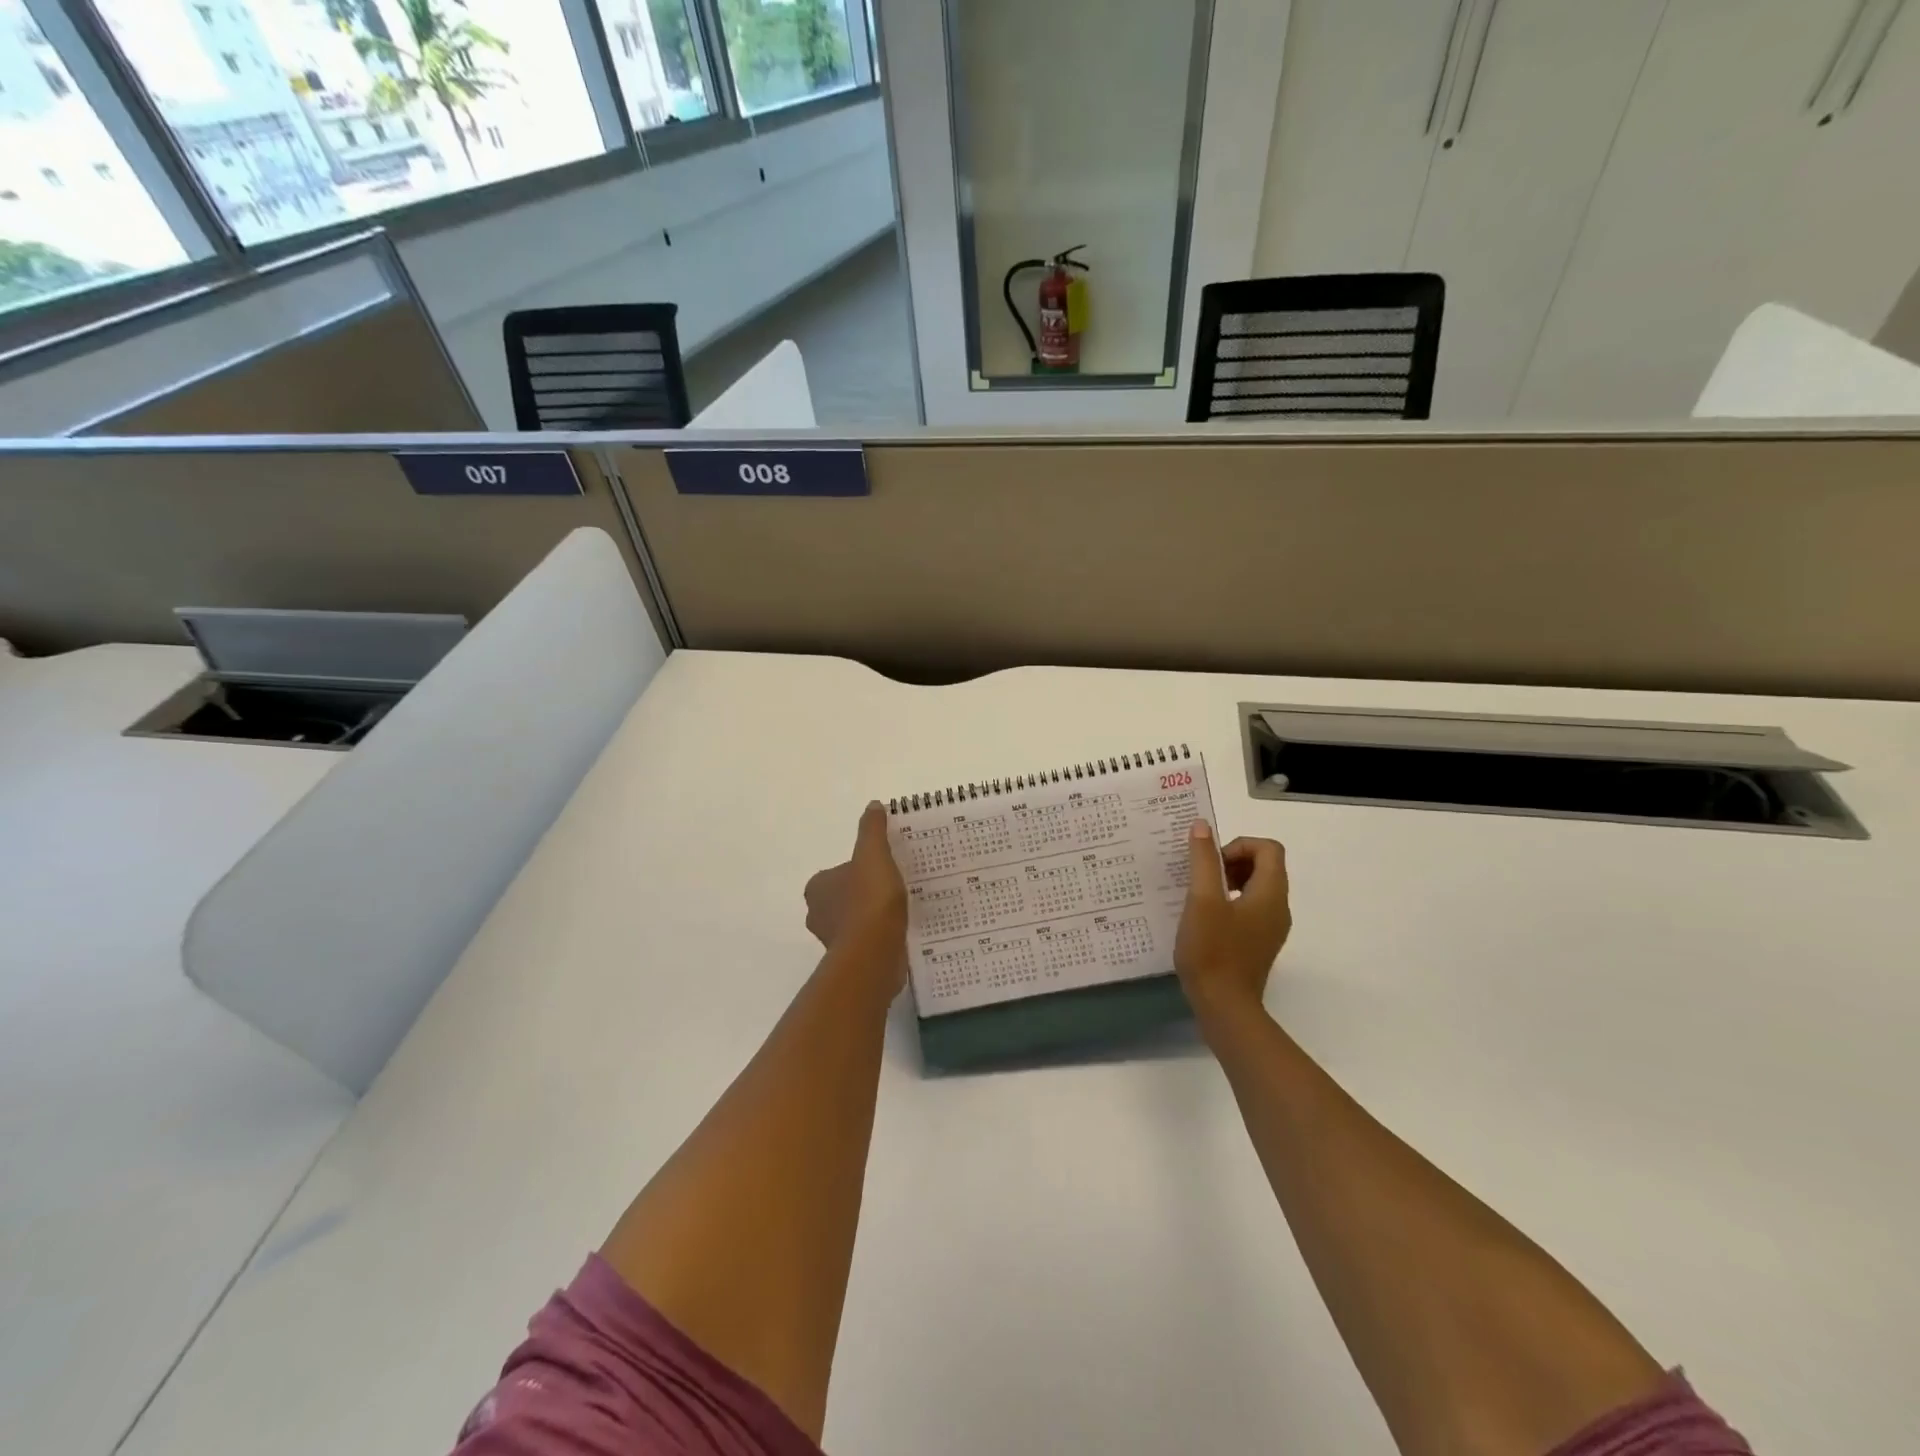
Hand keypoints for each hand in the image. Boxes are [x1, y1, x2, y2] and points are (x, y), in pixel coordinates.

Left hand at [804, 802, 908, 986]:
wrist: (874, 954)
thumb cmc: (869, 900)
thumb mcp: (873, 854)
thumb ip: (872, 830)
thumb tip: (873, 806)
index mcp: (817, 887)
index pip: (837, 872)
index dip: (859, 868)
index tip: (882, 868)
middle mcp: (818, 913)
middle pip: (844, 896)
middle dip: (865, 892)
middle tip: (894, 886)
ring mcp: (833, 939)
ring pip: (855, 920)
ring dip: (873, 916)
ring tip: (902, 908)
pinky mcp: (851, 959)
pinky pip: (867, 940)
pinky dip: (880, 936)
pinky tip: (901, 930)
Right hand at [1174, 822, 1290, 1026]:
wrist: (1224, 1008)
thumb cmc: (1212, 951)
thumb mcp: (1201, 900)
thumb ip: (1203, 860)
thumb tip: (1202, 826)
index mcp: (1270, 894)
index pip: (1268, 849)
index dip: (1239, 845)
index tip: (1212, 862)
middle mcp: (1278, 908)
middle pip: (1264, 866)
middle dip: (1232, 861)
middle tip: (1203, 877)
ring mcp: (1271, 928)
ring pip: (1256, 888)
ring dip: (1228, 882)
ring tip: (1199, 896)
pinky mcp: (1259, 944)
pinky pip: (1250, 909)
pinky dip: (1229, 902)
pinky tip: (1204, 919)